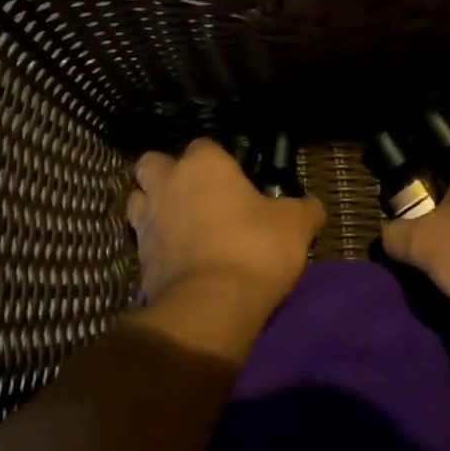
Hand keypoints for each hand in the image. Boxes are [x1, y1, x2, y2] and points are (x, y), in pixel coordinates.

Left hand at [128, 139, 323, 314]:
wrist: (211, 304)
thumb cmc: (254, 248)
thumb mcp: (295, 226)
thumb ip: (303, 209)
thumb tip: (312, 206)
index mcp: (203, 164)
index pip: (204, 146)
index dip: (218, 162)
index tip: (235, 182)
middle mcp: (168, 183)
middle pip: (153, 164)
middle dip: (167, 174)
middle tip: (194, 195)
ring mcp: (147, 220)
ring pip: (138, 200)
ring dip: (153, 207)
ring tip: (180, 226)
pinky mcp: (138, 258)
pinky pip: (143, 241)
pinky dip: (156, 247)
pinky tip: (178, 260)